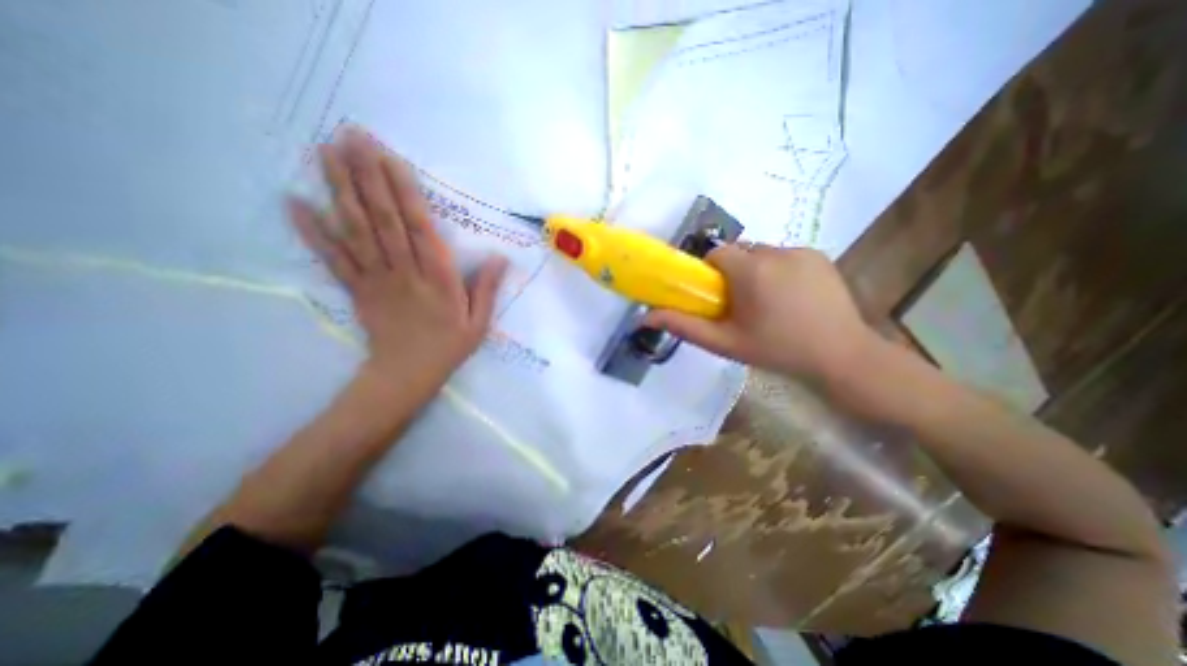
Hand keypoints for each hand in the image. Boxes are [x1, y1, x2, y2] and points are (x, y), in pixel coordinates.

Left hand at [293, 128, 510, 402]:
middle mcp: (404, 271)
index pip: (420, 228)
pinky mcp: (357, 289)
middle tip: (350, 136)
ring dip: (340, 190)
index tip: (390, 158)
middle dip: (367, 177)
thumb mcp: (479, 322)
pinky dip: (313, 232)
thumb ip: (487, 288)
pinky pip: (333, 258)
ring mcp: (376, 279)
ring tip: (325, 152)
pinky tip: (295, 203)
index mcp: (438, 278)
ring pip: (356, 231)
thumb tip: (500, 257)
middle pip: (383, 220)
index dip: (404, 193)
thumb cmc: (448, 347)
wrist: (407, 375)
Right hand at [645, 242, 873, 380]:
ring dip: (756, 270)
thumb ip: (684, 326)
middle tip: (741, 304)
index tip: (717, 296)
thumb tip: (646, 318)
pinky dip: (779, 269)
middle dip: (733, 272)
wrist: (841, 356)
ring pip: (762, 253)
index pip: (717, 254)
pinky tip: (790, 297)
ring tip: (768, 302)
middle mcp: (776, 252)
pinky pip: (785, 256)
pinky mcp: (819, 255)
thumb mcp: (725, 342)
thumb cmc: (777, 350)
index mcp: (750, 270)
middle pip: (739, 252)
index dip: (710, 273)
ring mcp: (801, 251)